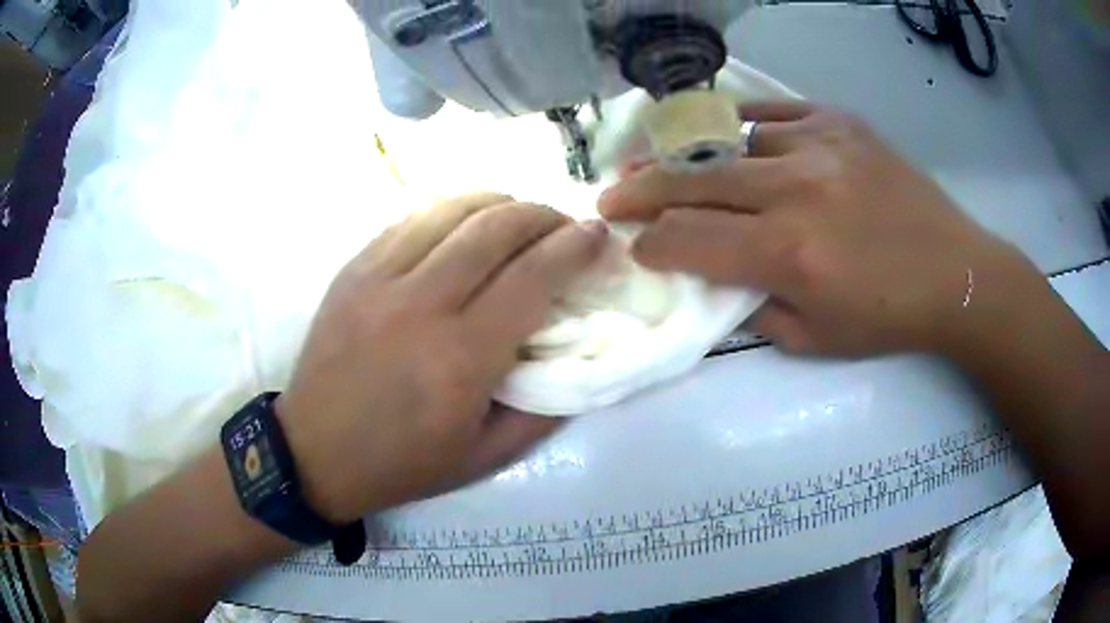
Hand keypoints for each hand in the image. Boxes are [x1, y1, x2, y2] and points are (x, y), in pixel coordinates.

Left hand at [278, 193, 606, 522]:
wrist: (315, 452)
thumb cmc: (402, 462)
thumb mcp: (485, 457)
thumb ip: (542, 410)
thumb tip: (579, 358)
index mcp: (461, 359)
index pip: (533, 277)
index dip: (575, 247)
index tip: (597, 235)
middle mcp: (421, 306)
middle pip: (496, 228)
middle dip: (543, 215)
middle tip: (564, 224)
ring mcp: (379, 279)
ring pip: (453, 209)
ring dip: (500, 202)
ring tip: (520, 217)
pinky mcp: (354, 269)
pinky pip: (412, 218)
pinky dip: (452, 211)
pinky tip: (465, 223)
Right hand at [599, 101, 1034, 357]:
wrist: (956, 272)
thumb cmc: (888, 317)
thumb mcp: (815, 340)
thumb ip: (754, 307)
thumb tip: (716, 275)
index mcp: (789, 254)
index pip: (690, 239)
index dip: (652, 243)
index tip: (633, 245)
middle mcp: (795, 190)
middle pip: (693, 180)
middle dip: (641, 191)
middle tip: (610, 195)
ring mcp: (818, 145)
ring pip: (728, 140)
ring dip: (686, 157)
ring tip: (658, 162)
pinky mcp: (839, 123)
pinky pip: (772, 112)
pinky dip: (739, 124)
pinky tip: (722, 135)